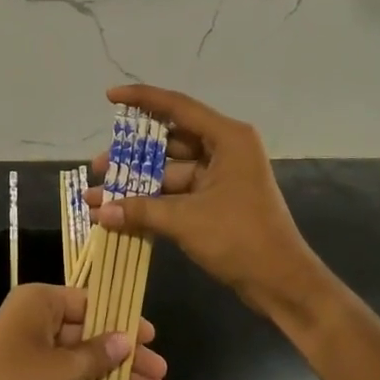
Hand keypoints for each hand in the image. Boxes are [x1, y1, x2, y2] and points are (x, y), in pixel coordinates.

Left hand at [0, 283, 166, 379]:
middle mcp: (36, 322)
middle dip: (124, 354)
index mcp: (39, 302)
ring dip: (115, 376)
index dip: (122, 319)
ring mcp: (33, 355)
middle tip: (160, 372)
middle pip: (90, 333)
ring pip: (83, 360)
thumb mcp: (61, 367)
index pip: (89, 302)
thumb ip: (97, 354)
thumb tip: (127, 340)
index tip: (152, 336)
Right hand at [88, 85, 328, 322]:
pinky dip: (151, 201)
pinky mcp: (216, 200)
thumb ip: (140, 210)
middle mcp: (225, 149)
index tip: (110, 97)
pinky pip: (176, 192)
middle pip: (169, 141)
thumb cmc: (240, 239)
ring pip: (169, 170)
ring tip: (98, 196)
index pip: (177, 107)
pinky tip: (120, 212)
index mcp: (227, 138)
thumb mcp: (186, 220)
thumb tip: (98, 211)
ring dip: (136, 184)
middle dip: (131, 155)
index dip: (141, 99)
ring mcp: (221, 175)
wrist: (282, 283)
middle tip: (97, 166)